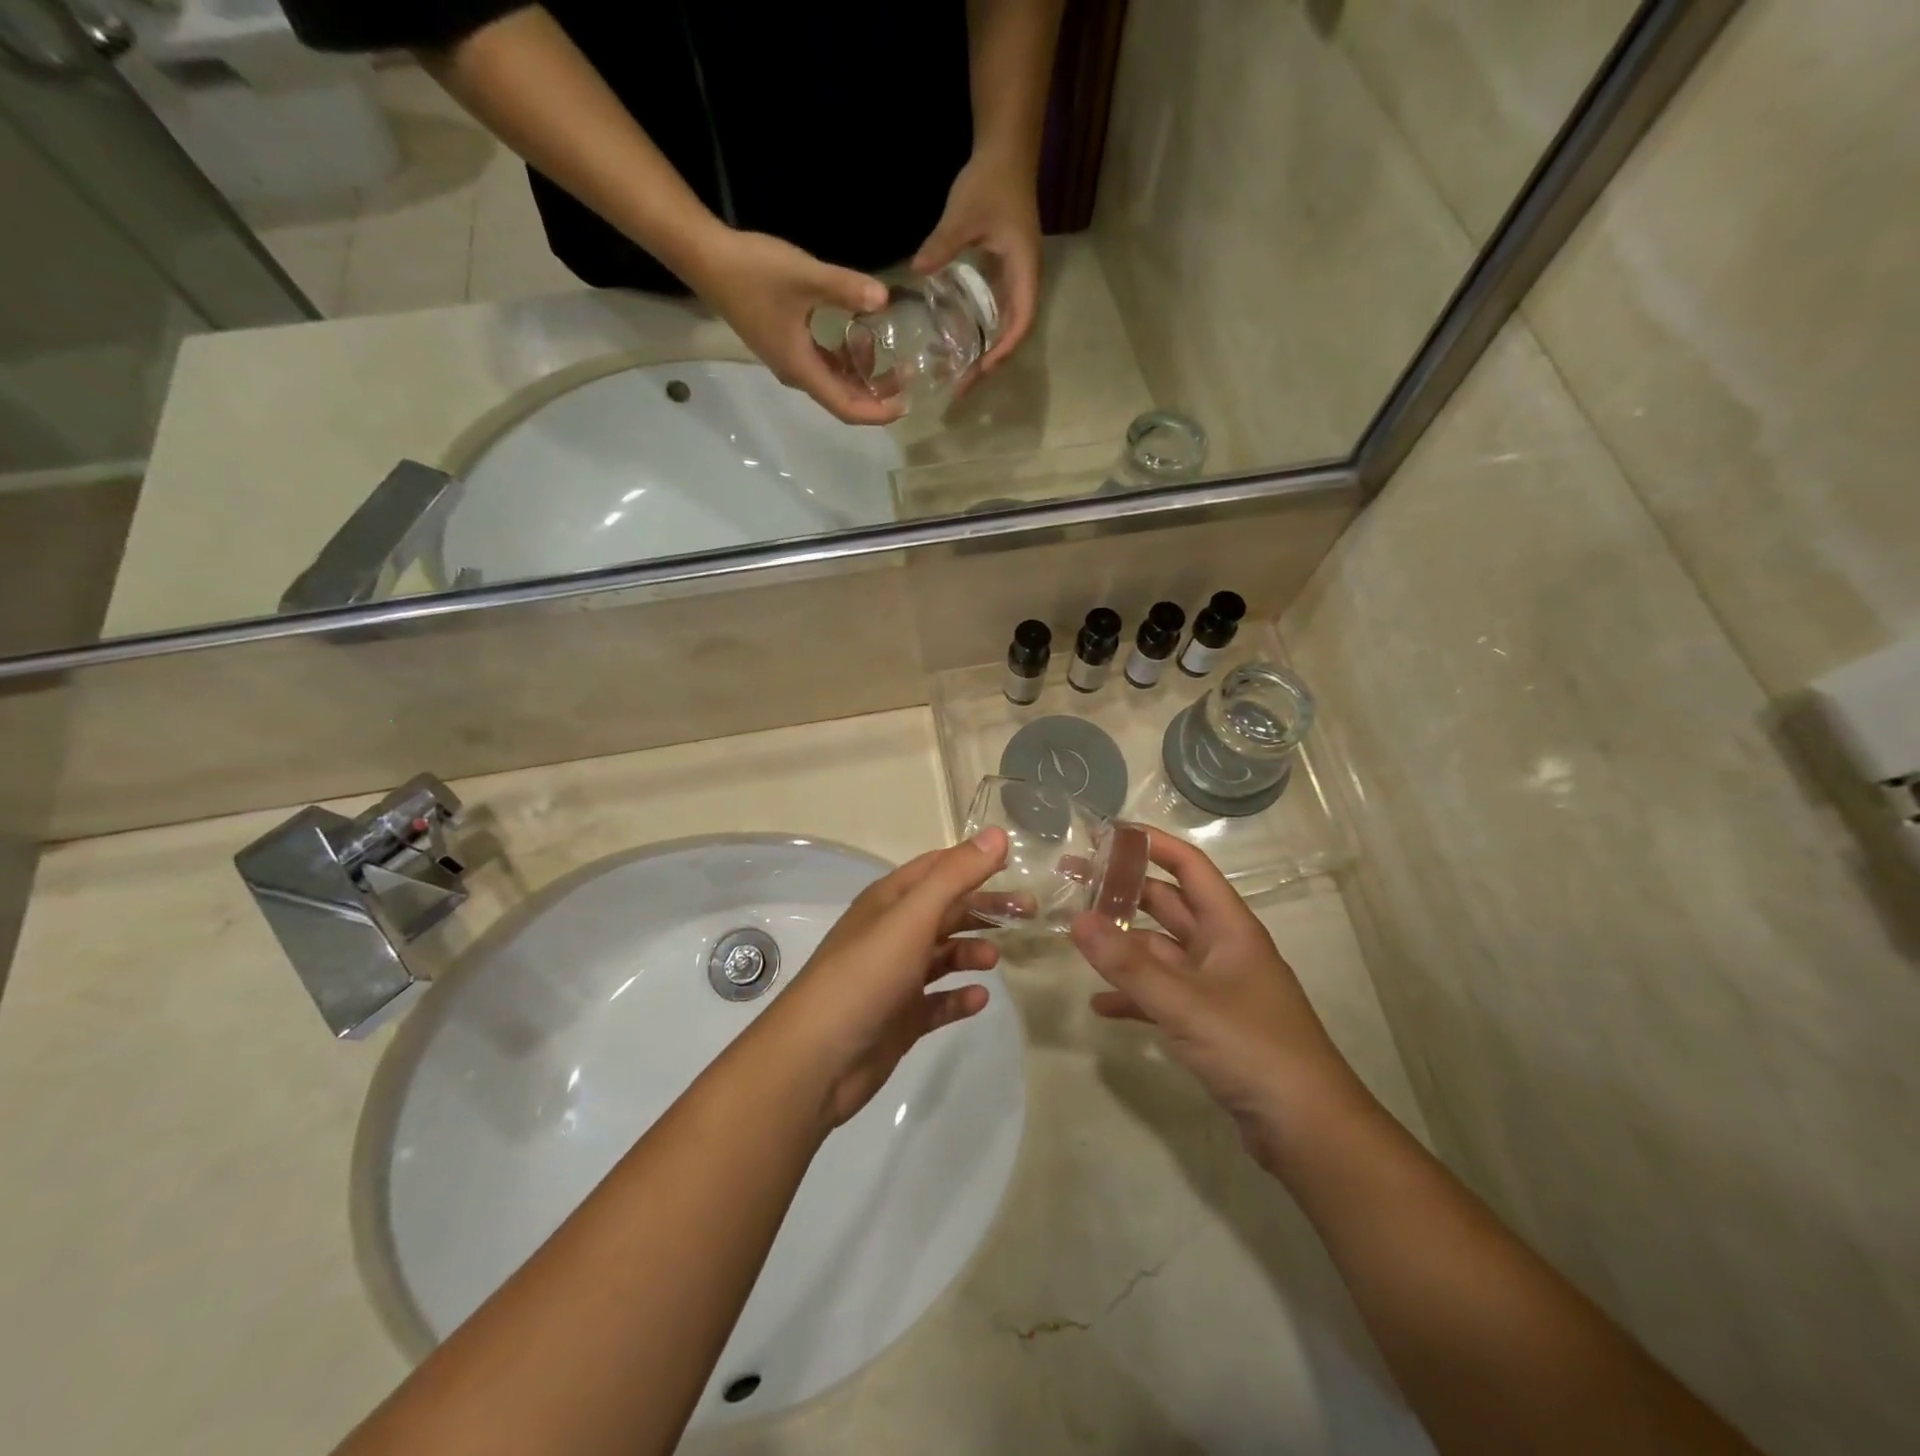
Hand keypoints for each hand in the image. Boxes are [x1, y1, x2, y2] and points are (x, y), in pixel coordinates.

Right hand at [682, 229, 903, 425]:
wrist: (706, 258)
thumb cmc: (753, 271)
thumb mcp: (805, 276)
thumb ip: (846, 289)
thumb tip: (885, 299)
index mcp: (802, 370)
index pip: (846, 408)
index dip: (878, 412)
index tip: (905, 404)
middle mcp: (797, 374)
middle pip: (843, 398)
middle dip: (877, 394)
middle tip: (906, 376)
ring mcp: (789, 360)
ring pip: (834, 381)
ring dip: (862, 376)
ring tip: (891, 357)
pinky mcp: (786, 343)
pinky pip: (823, 363)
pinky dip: (846, 359)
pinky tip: (860, 337)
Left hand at [760, 829, 1009, 1129]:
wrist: (817, 1059)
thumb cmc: (865, 975)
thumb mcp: (912, 917)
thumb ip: (956, 876)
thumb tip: (998, 834)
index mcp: (890, 901)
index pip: (937, 868)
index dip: (974, 862)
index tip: (1016, 865)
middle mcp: (892, 933)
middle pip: (946, 911)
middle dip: (984, 909)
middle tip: (1029, 914)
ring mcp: (895, 977)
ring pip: (943, 955)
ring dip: (971, 952)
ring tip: (996, 960)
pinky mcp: (900, 1018)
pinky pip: (938, 1001)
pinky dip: (959, 997)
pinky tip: (979, 999)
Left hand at [912, 150, 1043, 379]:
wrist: (1006, 152)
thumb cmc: (991, 181)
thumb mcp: (963, 213)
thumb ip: (942, 244)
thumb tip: (915, 271)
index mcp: (1023, 271)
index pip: (1021, 321)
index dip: (1003, 349)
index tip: (982, 369)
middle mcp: (1024, 281)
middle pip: (1014, 333)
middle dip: (992, 362)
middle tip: (964, 385)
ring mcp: (1015, 278)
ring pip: (1007, 326)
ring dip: (988, 351)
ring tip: (962, 373)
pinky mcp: (1004, 273)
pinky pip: (997, 312)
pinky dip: (983, 332)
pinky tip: (962, 343)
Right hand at [1069, 832, 1365, 1171]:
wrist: (1308, 1130)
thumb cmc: (1253, 1049)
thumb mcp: (1185, 1003)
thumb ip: (1128, 964)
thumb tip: (1077, 920)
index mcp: (1230, 927)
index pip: (1188, 866)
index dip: (1151, 844)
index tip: (1105, 833)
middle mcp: (1223, 948)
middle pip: (1168, 904)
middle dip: (1124, 891)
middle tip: (1075, 880)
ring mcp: (1216, 987)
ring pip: (1161, 951)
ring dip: (1123, 945)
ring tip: (1076, 936)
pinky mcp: (1209, 1024)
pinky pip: (1162, 996)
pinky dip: (1133, 996)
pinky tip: (1100, 1004)